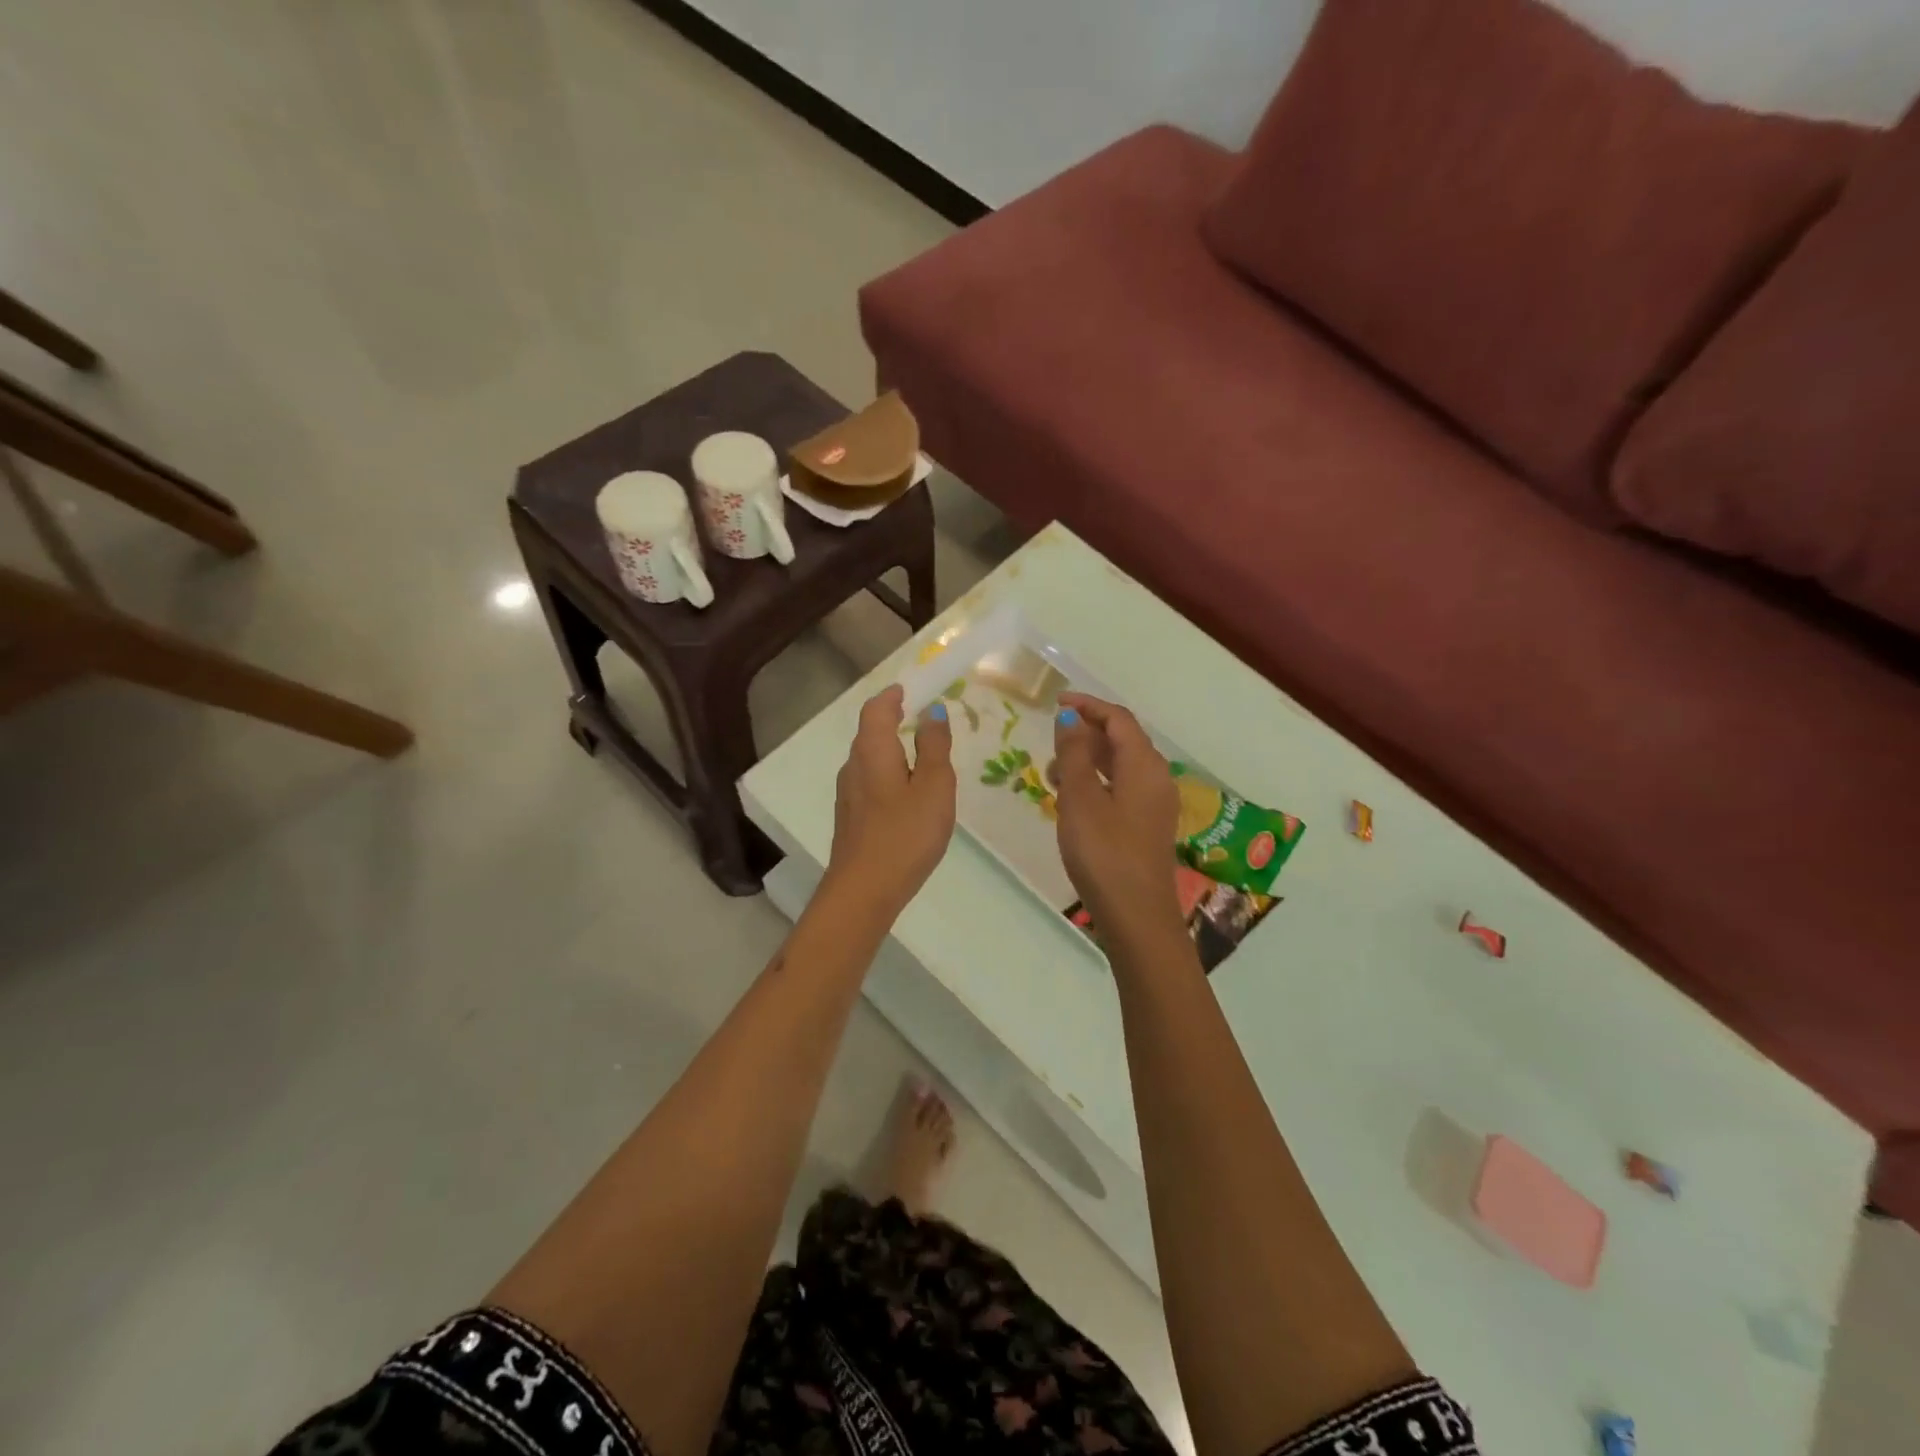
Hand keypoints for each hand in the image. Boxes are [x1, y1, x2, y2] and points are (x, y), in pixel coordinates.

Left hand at [824, 684, 956, 915]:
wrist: (864, 890)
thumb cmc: (905, 833)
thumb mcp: (933, 786)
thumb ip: (934, 747)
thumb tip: (933, 712)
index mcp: (872, 750)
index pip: (877, 709)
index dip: (893, 695)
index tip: (912, 689)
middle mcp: (853, 765)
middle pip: (870, 732)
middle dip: (894, 720)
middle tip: (924, 720)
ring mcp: (848, 794)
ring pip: (870, 759)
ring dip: (892, 749)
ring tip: (922, 757)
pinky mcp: (850, 818)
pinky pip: (870, 782)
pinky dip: (889, 774)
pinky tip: (907, 795)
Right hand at [1052, 693, 1185, 946]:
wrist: (1136, 916)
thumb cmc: (1105, 852)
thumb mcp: (1080, 798)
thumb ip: (1074, 753)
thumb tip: (1071, 718)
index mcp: (1144, 765)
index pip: (1119, 719)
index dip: (1088, 706)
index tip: (1057, 702)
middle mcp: (1156, 778)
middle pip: (1123, 740)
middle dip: (1086, 734)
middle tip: (1051, 742)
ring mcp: (1154, 804)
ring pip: (1120, 766)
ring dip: (1088, 760)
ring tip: (1053, 774)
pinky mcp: (1147, 826)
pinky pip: (1121, 788)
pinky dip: (1096, 783)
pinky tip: (1072, 801)